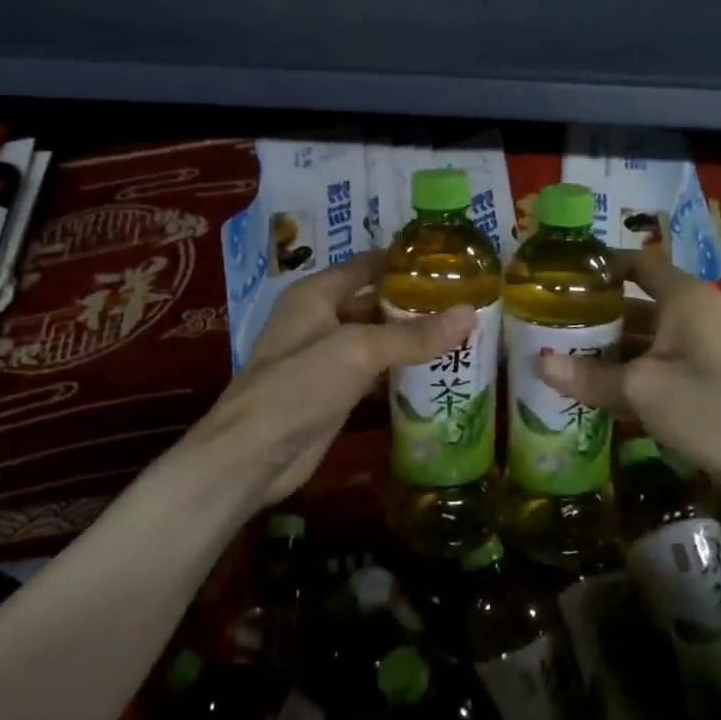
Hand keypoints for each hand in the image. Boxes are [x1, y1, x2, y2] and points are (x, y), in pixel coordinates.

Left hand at [183, 251, 473, 506]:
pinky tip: (438, 371)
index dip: (406, 261)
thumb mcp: (358, 351)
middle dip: (417, 302)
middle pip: (376, 301)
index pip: (368, 264)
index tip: (452, 263)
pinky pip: (375, 370)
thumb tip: (469, 314)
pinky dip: (402, 369)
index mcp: (317, 294)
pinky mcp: (335, 391)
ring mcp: (327, 357)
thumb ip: (413, 335)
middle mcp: (321, 318)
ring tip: (464, 333)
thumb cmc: (298, 387)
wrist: (251, 458)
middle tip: (468, 301)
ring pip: (378, 338)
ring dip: (413, 337)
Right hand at [535, 251, 720, 487]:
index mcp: (683, 297)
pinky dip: (627, 372)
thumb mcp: (641, 389)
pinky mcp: (703, 379)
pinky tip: (593, 388)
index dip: (599, 265)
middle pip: (634, 302)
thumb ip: (589, 376)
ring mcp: (700, 348)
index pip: (635, 263)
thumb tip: (538, 364)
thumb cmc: (710, 406)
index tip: (560, 275)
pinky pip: (655, 365)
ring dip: (607, 348)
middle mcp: (693, 313)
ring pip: (643, 338)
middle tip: (549, 322)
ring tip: (561, 356)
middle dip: (594, 314)